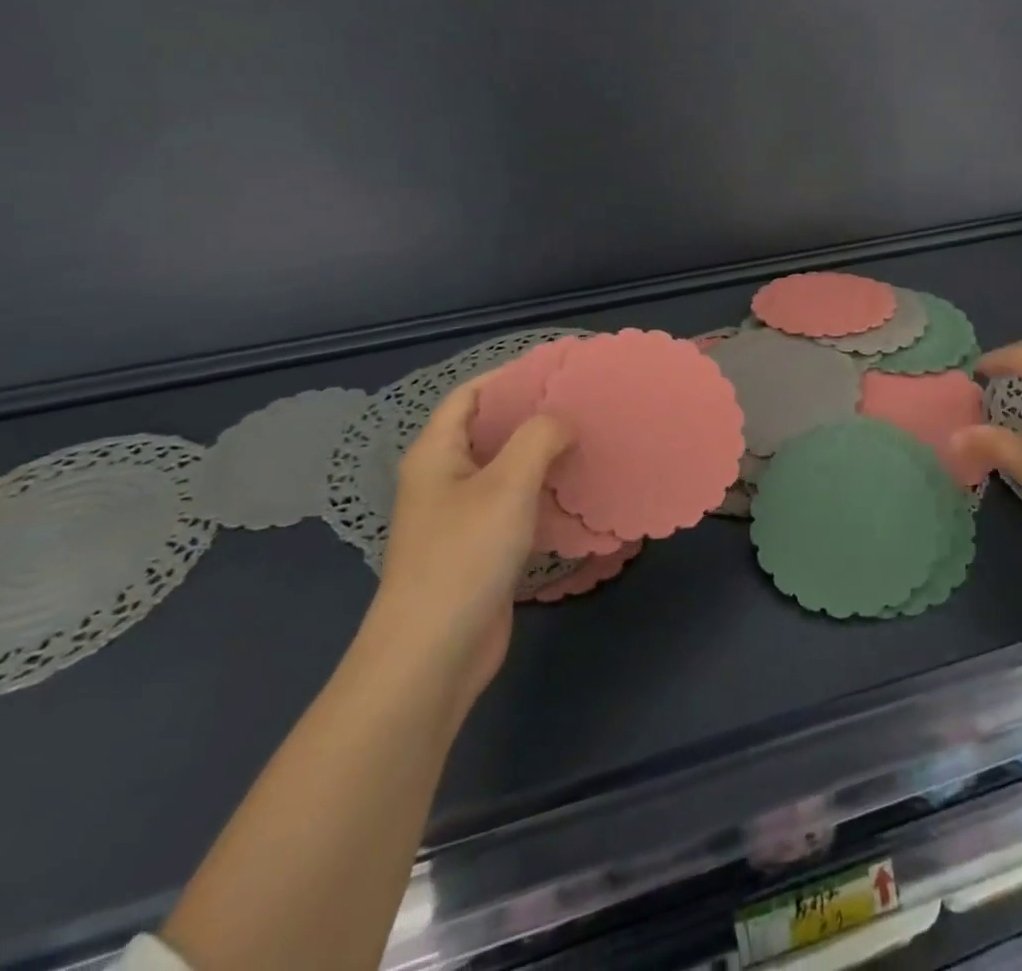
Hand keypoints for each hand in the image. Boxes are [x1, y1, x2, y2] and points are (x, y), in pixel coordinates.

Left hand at [372, 380, 573, 711]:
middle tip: (583, 401)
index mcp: (436, 453)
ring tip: (589, 437)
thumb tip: (562, 421)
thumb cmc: (464, 555)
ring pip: (506, 468)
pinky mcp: (479, 548)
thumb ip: (538, 437)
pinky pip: (515, 504)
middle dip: (533, 413)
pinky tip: (576, 490)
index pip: (470, 394)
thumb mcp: (507, 483)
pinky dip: (543, 491)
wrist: (433, 654)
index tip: (558, 366)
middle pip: (489, 429)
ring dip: (543, 453)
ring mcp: (460, 516)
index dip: (510, 374)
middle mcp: (444, 479)